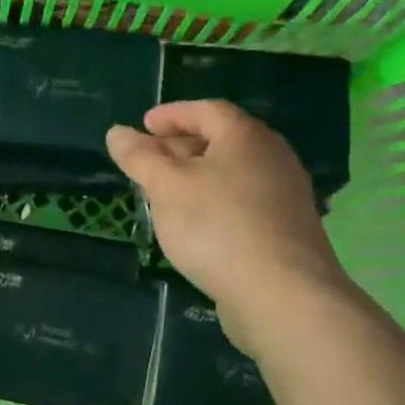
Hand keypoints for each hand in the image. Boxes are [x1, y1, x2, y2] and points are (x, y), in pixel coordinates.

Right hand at [106, 101, 351, 348]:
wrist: (282, 295)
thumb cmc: (216, 226)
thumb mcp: (165, 186)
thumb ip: (139, 156)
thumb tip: (117, 133)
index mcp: (246, 137)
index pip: (206, 110)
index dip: (171, 114)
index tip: (143, 125)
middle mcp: (273, 158)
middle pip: (221, 140)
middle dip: (179, 147)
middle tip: (147, 162)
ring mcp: (285, 196)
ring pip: (231, 174)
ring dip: (195, 178)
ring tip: (164, 195)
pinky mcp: (287, 230)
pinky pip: (243, 202)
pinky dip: (214, 202)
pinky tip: (195, 226)